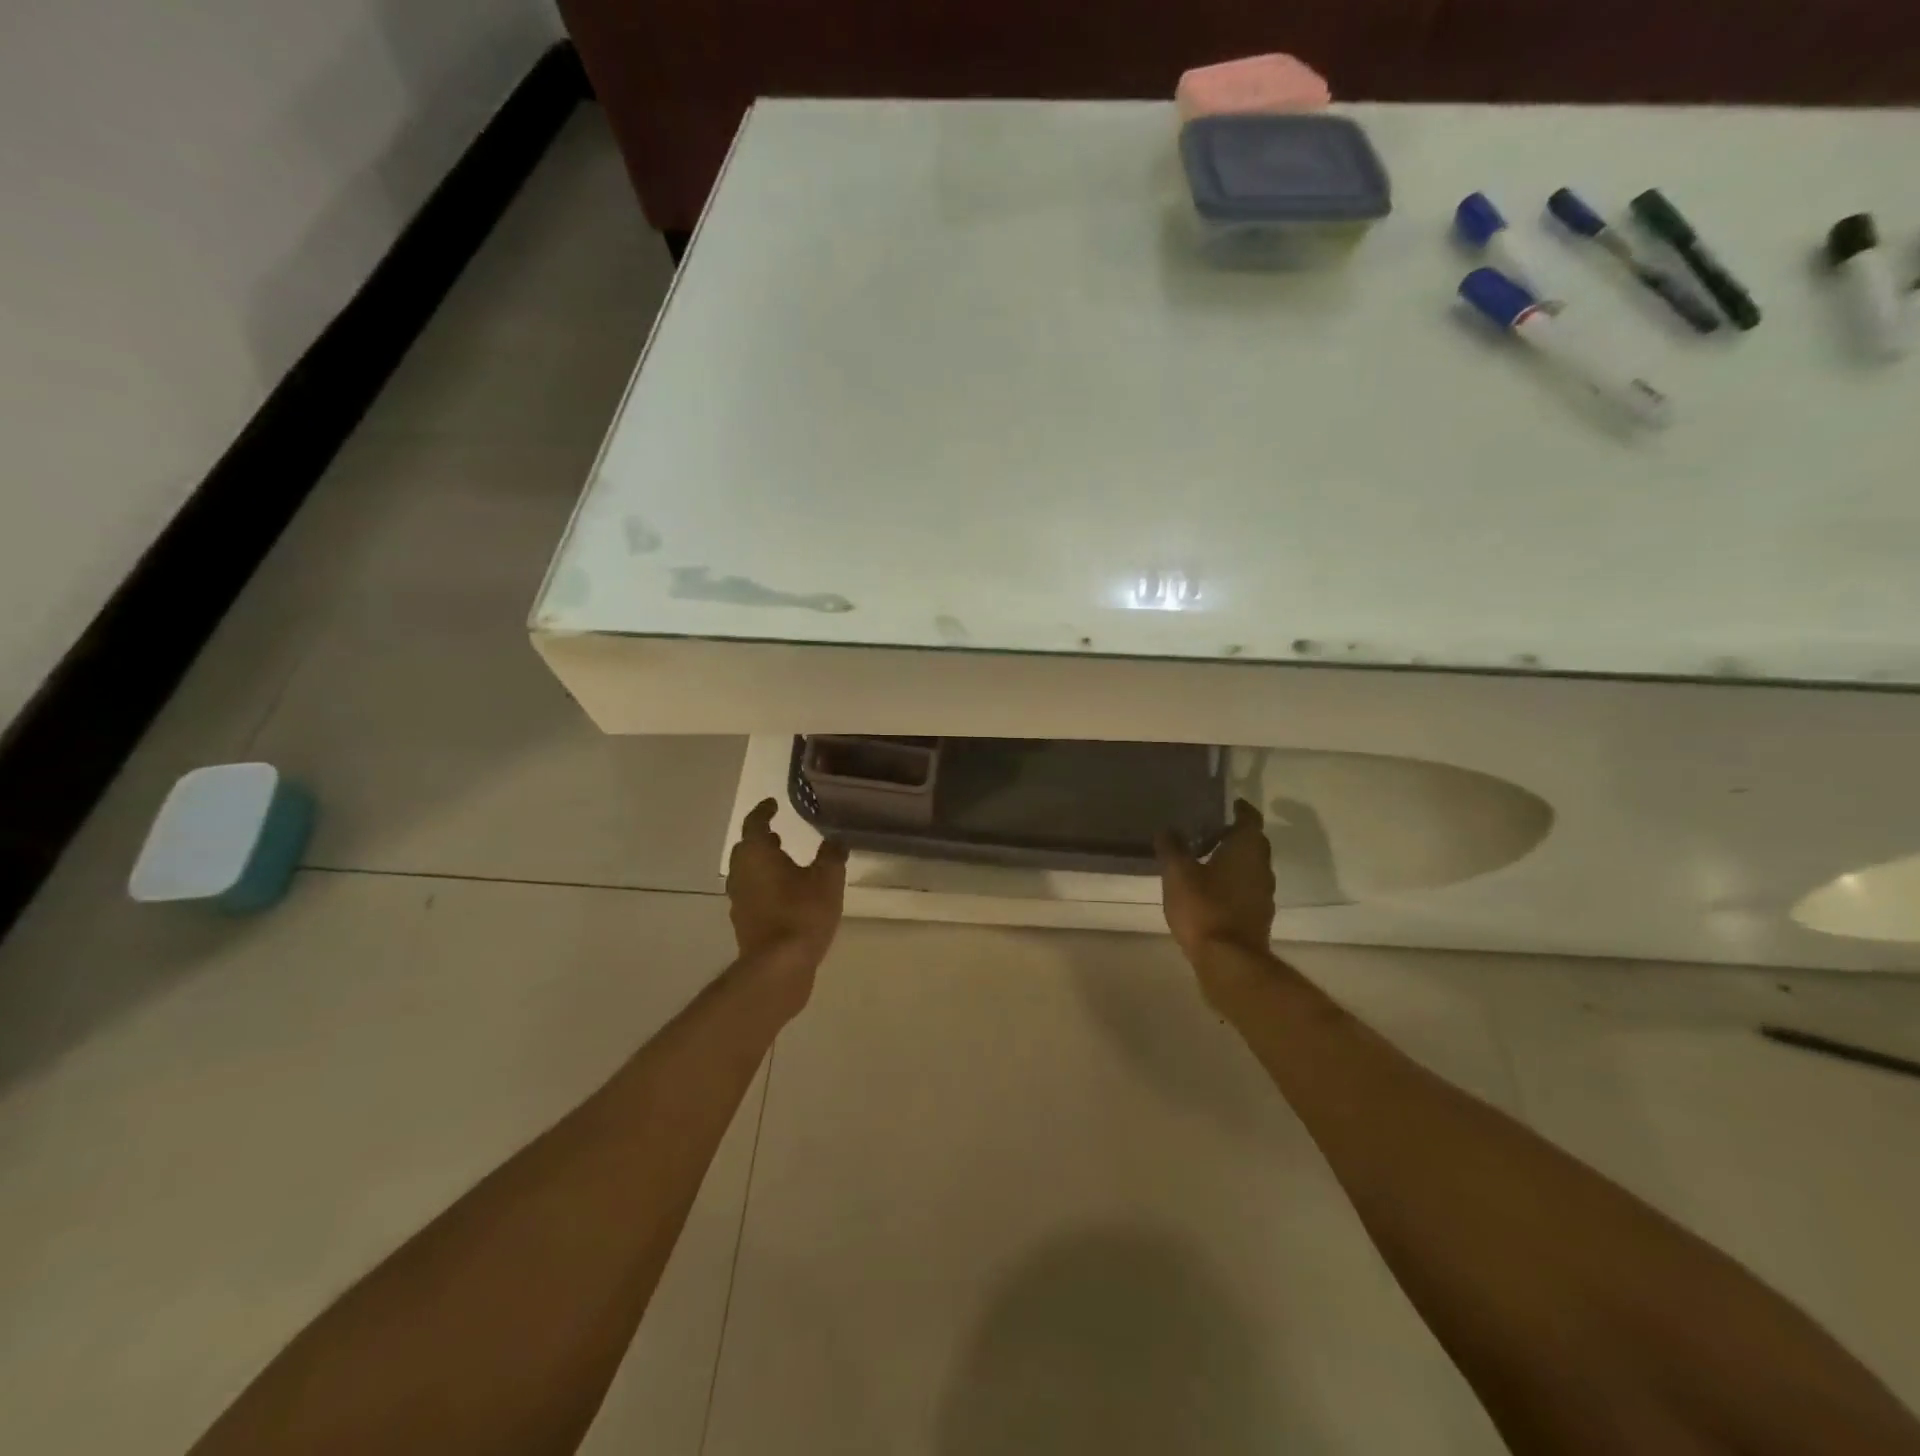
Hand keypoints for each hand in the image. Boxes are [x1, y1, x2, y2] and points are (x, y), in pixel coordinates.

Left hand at [726, 800, 847, 1003]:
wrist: (779, 966)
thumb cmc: (802, 913)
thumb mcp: (827, 879)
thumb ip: (832, 855)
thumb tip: (836, 839)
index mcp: (756, 854)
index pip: (755, 823)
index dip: (764, 811)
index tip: (773, 805)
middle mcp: (741, 873)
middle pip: (746, 848)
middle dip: (760, 838)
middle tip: (778, 832)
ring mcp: (739, 900)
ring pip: (747, 872)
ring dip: (762, 863)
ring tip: (784, 861)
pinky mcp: (744, 922)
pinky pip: (752, 893)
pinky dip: (764, 885)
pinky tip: (784, 893)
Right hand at [1156, 799, 1275, 969]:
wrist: (1229, 961)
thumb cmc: (1204, 908)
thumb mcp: (1178, 874)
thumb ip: (1172, 848)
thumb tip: (1167, 829)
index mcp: (1246, 849)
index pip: (1250, 819)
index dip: (1240, 809)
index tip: (1227, 804)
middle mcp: (1261, 867)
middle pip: (1253, 843)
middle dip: (1234, 834)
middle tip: (1208, 830)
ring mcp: (1263, 894)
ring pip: (1250, 867)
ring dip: (1233, 860)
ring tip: (1205, 859)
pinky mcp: (1258, 916)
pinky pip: (1246, 889)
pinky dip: (1232, 882)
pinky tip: (1210, 889)